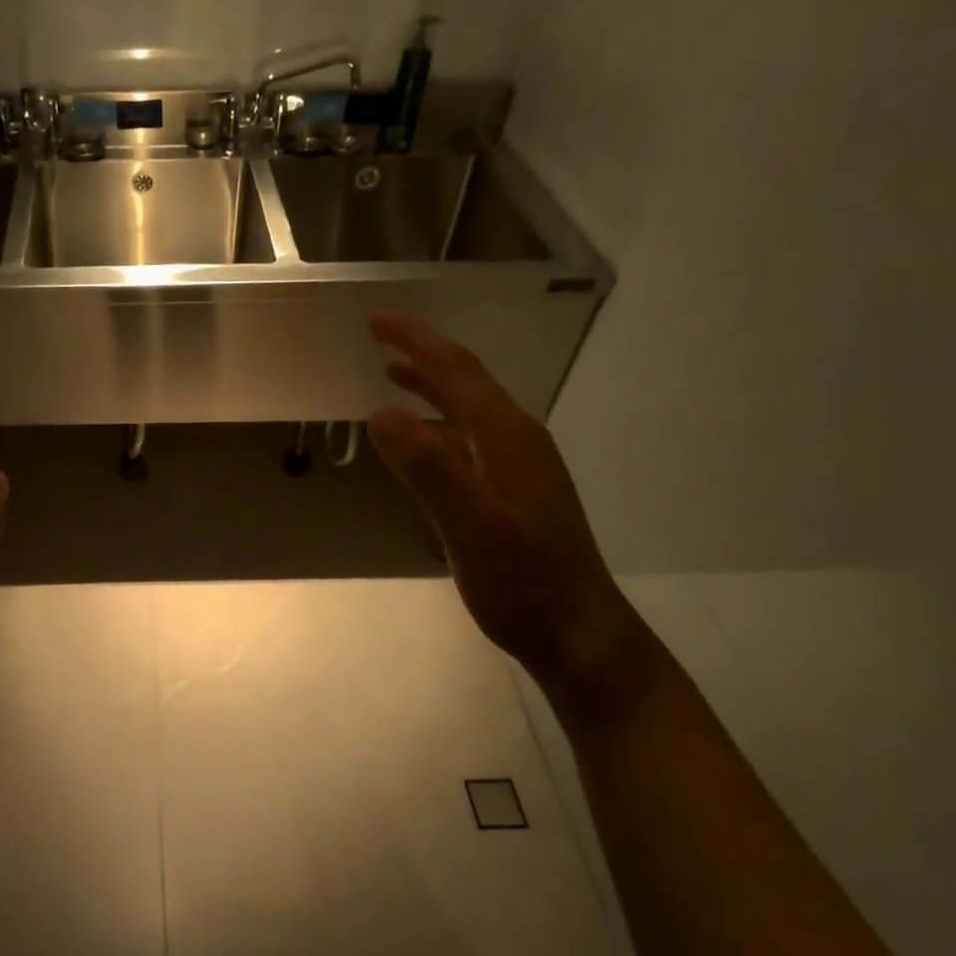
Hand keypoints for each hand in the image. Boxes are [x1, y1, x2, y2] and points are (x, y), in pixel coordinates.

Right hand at [366, 315, 646, 691]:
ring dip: (431, 390)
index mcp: (507, 437)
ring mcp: (518, 468)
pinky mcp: (513, 493)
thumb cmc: (524, 581)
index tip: (377, 323)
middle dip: (423, 357)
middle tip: (380, 342)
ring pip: (468, 413)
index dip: (418, 343)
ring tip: (392, 378)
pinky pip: (469, 442)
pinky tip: (421, 443)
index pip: (457, 373)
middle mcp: (517, 441)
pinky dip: (438, 427)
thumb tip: (382, 413)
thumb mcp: (471, 525)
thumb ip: (429, 468)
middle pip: (466, 385)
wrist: (578, 633)